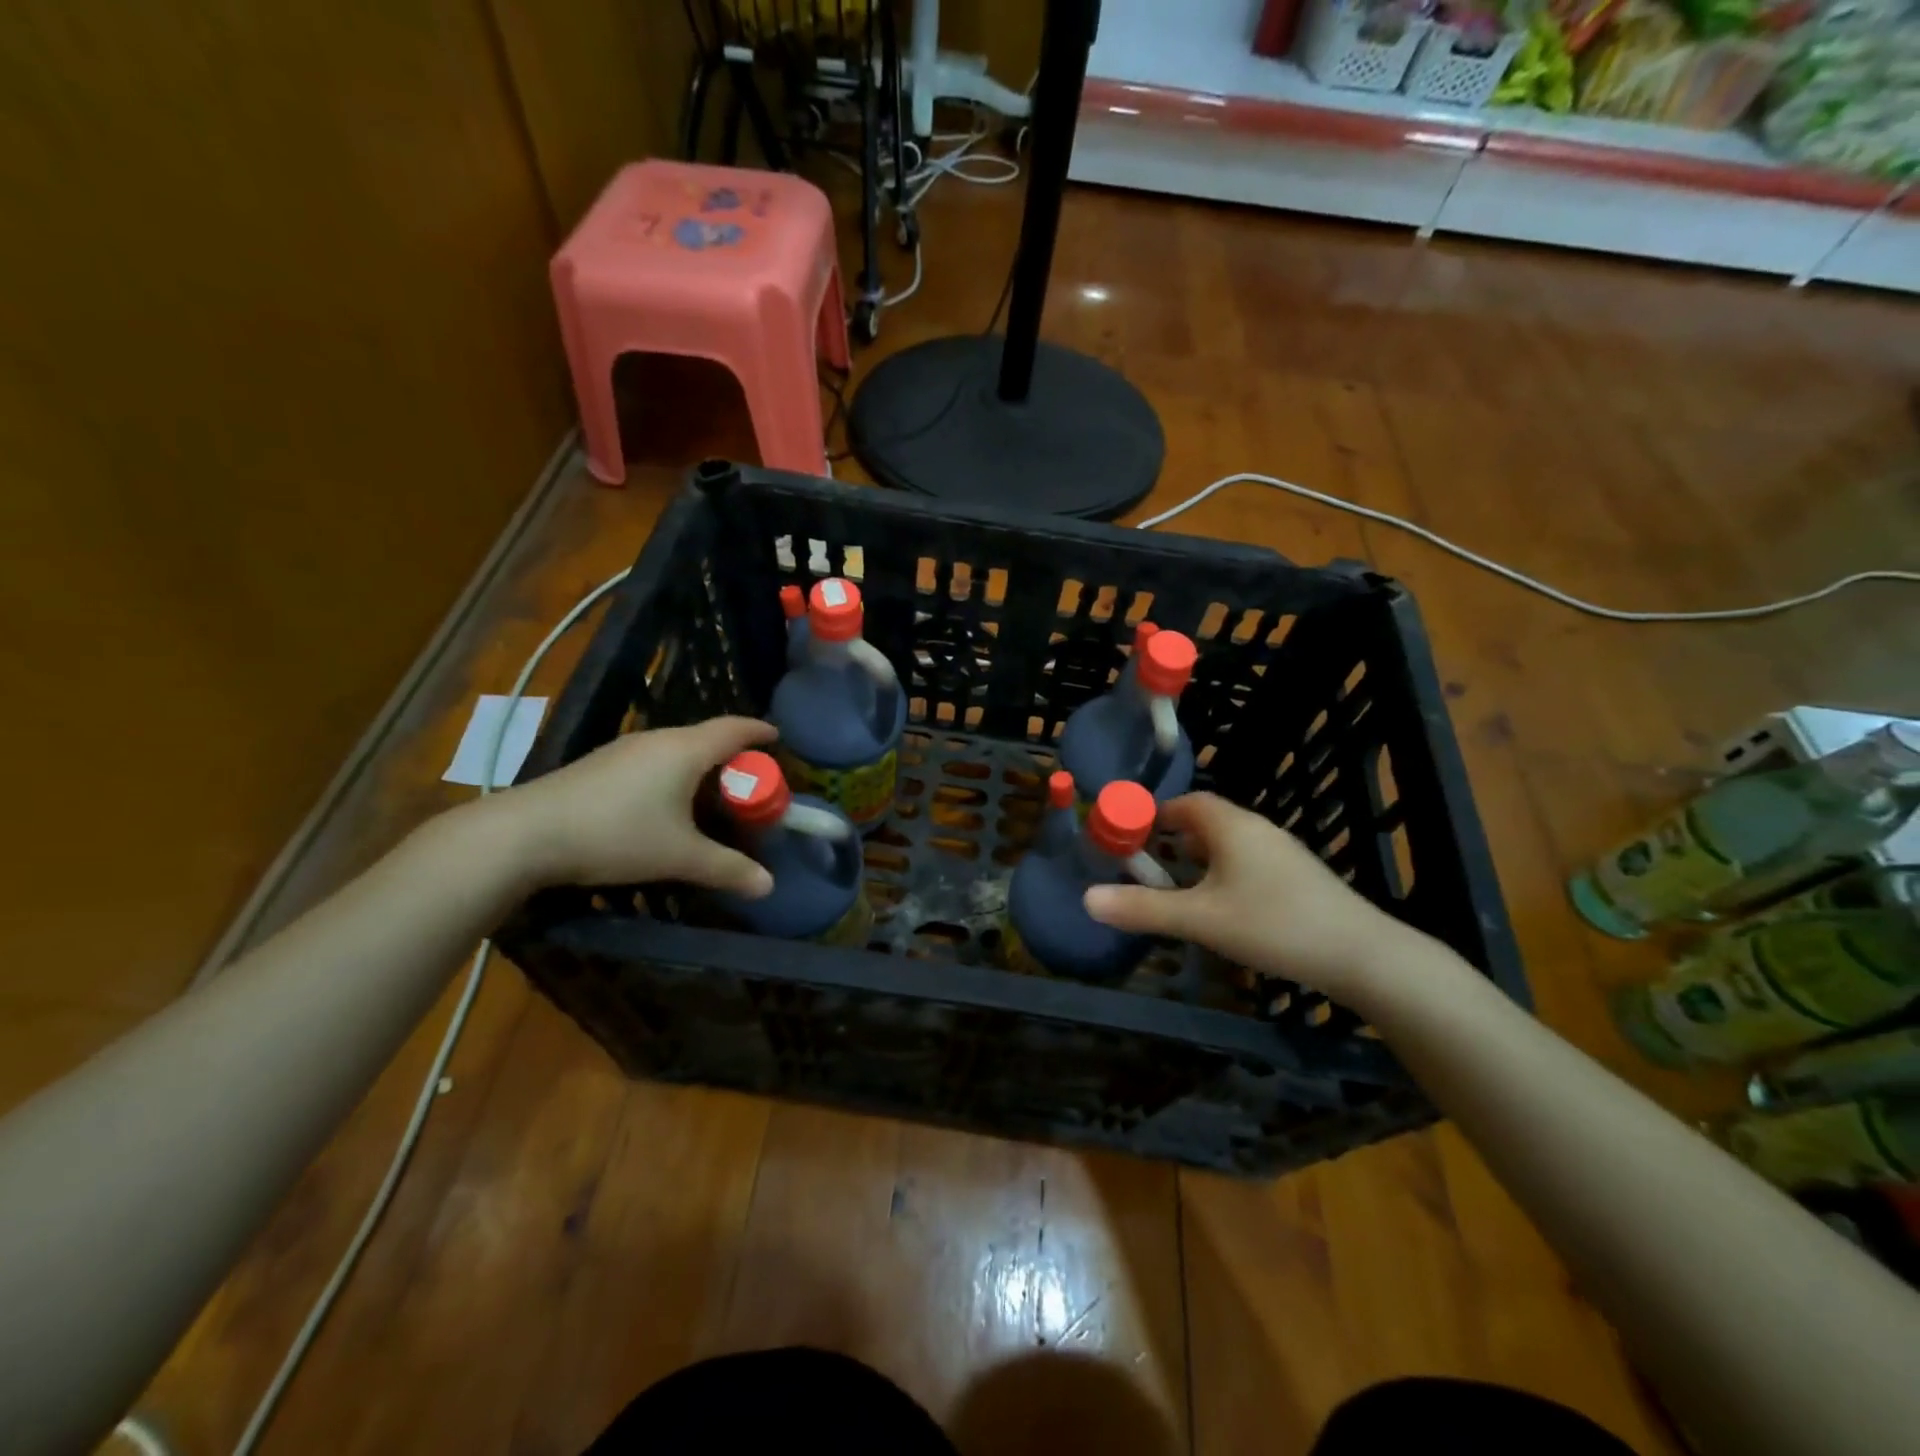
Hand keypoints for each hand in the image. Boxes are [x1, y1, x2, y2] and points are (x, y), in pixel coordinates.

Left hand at [484, 717, 777, 896]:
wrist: (525, 834)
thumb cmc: (616, 834)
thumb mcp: (679, 856)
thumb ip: (727, 868)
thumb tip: (768, 886)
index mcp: (685, 750)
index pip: (734, 728)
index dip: (760, 730)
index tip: (778, 737)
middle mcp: (657, 739)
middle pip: (707, 737)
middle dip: (735, 756)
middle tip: (752, 782)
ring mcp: (625, 750)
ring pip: (678, 749)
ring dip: (702, 767)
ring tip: (714, 795)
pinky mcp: (601, 765)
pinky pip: (654, 760)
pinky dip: (675, 774)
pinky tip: (667, 804)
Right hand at [1083, 792, 1420, 1004]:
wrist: (1363, 956)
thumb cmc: (1274, 925)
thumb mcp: (1201, 919)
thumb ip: (1143, 909)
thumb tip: (1086, 899)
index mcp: (1230, 825)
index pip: (1184, 803)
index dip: (1152, 817)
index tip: (1129, 842)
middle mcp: (1256, 829)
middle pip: (1203, 822)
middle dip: (1170, 842)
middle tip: (1145, 871)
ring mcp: (1281, 852)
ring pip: (1226, 846)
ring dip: (1197, 861)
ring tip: (1176, 893)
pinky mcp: (1297, 878)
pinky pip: (1247, 864)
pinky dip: (1222, 876)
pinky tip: (1221, 910)